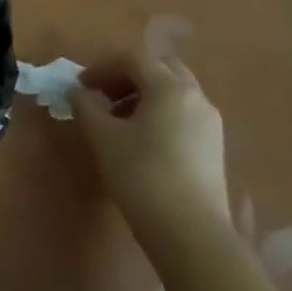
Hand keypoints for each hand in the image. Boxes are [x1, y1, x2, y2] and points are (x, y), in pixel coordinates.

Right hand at [70, 51, 228, 231]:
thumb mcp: (103, 137)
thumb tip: (78, 92)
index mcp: (170, 88)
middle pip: (160, 68)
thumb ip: (86, 106)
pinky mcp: (213, 146)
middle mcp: (195, 97)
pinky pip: (183, 113)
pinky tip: (141, 139)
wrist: (190, 232)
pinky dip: (159, 112)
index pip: (134, 59)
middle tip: (102, 95)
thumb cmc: (141, 175)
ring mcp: (209, 122)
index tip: (80, 86)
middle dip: (127, 76)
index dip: (102, 67)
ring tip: (117, 119)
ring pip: (174, 91)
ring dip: (143, 94)